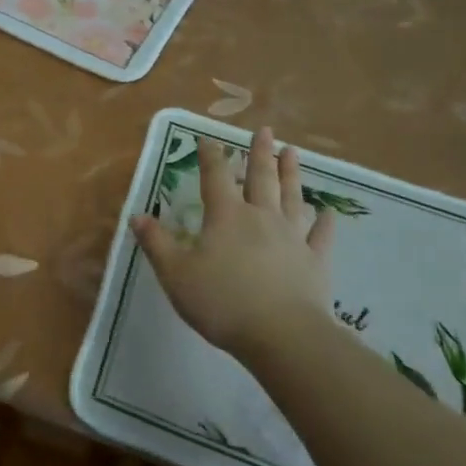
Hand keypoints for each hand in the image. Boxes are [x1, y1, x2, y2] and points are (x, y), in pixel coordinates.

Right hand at [130, 126, 335, 356]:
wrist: (282, 336)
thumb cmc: (222, 302)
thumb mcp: (176, 274)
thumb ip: (157, 243)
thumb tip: (137, 216)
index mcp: (226, 216)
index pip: (215, 176)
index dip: (210, 155)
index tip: (207, 138)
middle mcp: (260, 217)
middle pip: (260, 177)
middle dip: (259, 152)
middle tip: (265, 130)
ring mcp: (291, 238)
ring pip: (291, 197)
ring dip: (291, 173)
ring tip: (292, 152)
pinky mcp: (315, 262)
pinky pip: (320, 236)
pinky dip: (324, 223)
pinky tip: (329, 212)